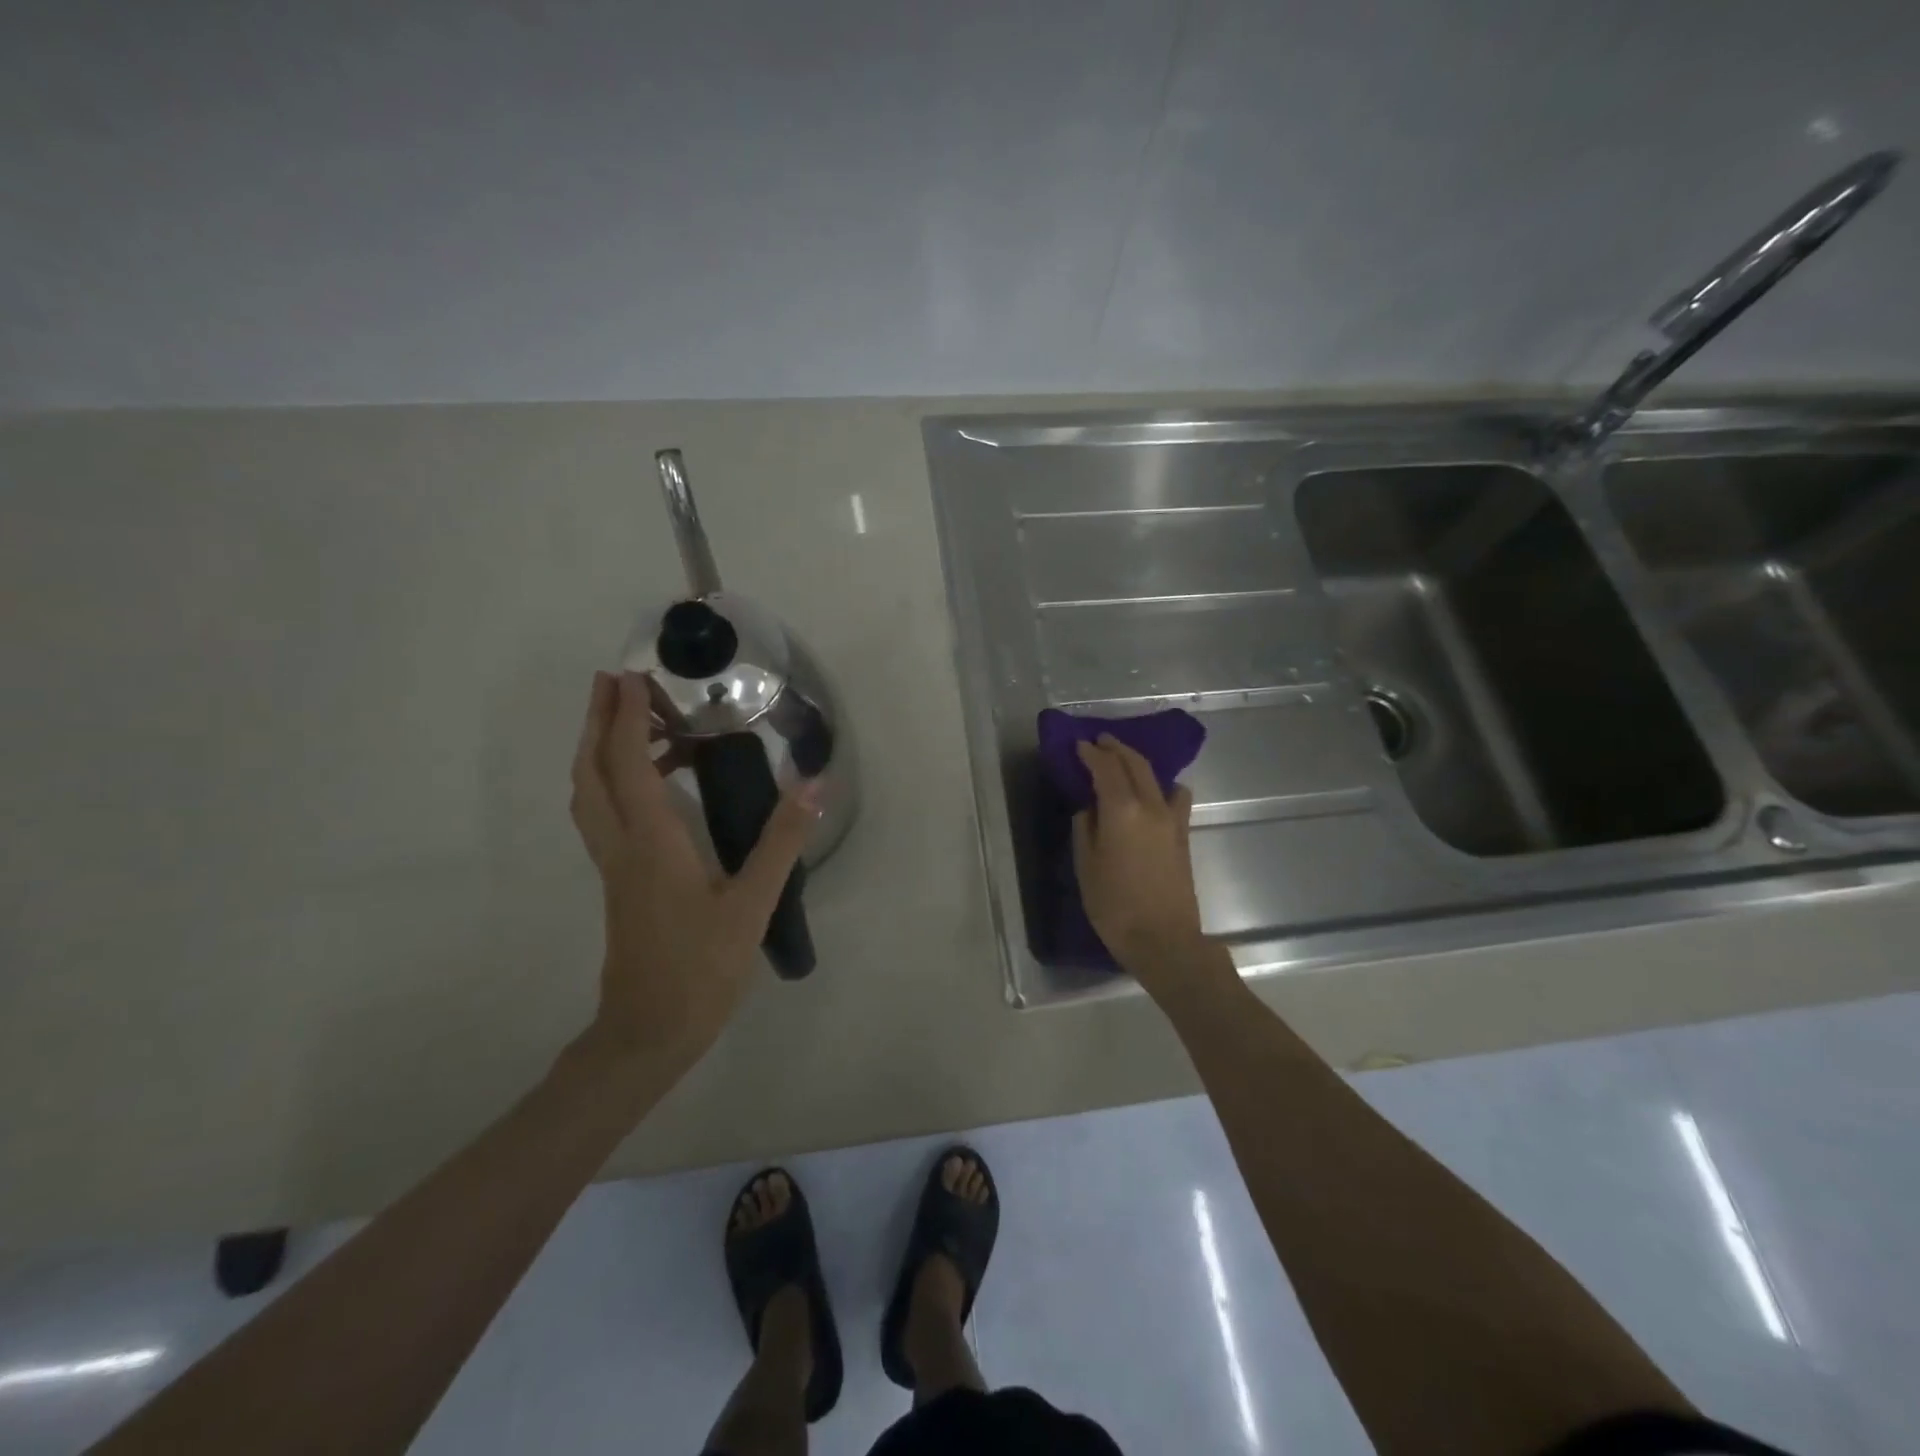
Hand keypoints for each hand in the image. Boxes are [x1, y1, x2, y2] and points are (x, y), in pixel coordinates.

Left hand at [570, 671, 817, 1080]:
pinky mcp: (620, 882)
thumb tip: (813, 784)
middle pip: (591, 772)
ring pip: (591, 795)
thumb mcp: (752, 903)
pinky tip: (655, 788)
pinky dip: (616, 783)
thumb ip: (783, 841)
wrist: (649, 1031)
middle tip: (613, 684)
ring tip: (637, 724)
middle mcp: (621, 845)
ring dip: (602, 751)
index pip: (627, 764)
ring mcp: (615, 866)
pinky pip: (606, 816)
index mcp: (650, 843)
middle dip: (597, 722)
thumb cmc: (702, 967)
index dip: (625, 717)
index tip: (632, 677)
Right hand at [1072, 735, 1210, 988]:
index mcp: (1122, 810)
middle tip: (1099, 742)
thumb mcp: (1086, 866)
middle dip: (1116, 749)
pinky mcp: (1183, 835)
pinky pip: (1175, 797)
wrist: (1164, 940)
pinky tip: (1153, 794)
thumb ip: (1085, 829)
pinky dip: (1162, 786)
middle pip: (1135, 764)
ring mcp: (1172, 820)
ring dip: (1138, 763)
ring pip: (1157, 777)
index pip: (1106, 768)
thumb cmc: (1115, 907)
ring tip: (1123, 763)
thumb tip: (1089, 808)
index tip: (1078, 745)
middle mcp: (1151, 806)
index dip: (1091, 753)